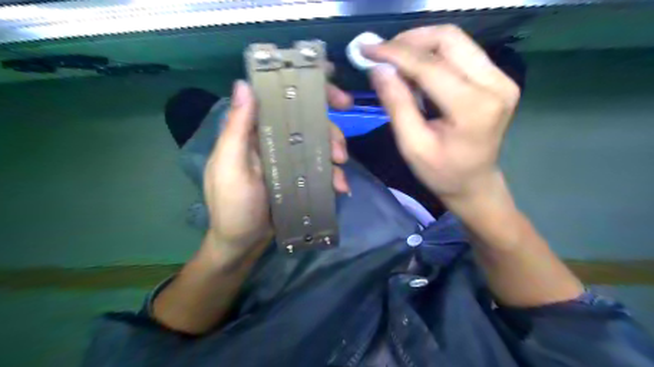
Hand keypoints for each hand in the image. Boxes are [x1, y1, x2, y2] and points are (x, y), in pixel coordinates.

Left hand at [203, 79, 351, 259]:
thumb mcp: (231, 167)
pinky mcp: (299, 176)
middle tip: (341, 149)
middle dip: (329, 130)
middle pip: (307, 121)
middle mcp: (272, 139)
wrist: (243, 244)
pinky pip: (321, 167)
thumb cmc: (232, 206)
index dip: (306, 88)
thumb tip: (244, 85)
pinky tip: (340, 187)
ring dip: (335, 154)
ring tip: (340, 174)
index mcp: (253, 132)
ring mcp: (288, 158)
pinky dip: (333, 175)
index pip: (279, 99)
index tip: (333, 88)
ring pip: (318, 143)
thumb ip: (238, 129)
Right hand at [363, 24, 521, 208]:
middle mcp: (495, 84)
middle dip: (409, 41)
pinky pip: (462, 52)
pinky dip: (433, 54)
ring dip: (420, 45)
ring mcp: (501, 78)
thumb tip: (378, 69)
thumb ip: (396, 105)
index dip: (395, 54)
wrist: (475, 183)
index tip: (367, 49)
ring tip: (395, 61)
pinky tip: (415, 69)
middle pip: (449, 39)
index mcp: (474, 107)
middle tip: (382, 53)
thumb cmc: (442, 173)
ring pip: (456, 41)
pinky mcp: (498, 78)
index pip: (430, 66)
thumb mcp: (412, 146)